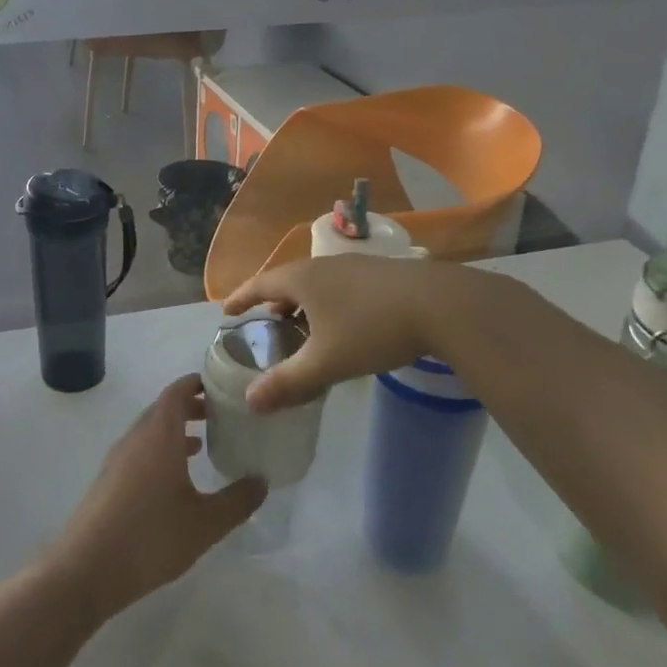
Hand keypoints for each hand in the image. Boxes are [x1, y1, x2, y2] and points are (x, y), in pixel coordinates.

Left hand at [50, 375, 266, 621]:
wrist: (87, 568)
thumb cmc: (151, 537)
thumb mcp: (205, 523)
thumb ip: (237, 500)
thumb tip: (262, 481)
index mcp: (159, 433)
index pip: (178, 391)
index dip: (199, 383)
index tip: (224, 387)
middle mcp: (137, 436)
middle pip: (165, 408)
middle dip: (193, 406)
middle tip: (223, 415)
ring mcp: (119, 457)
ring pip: (152, 430)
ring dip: (177, 430)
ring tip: (205, 442)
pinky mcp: (110, 479)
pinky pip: (141, 450)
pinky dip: (162, 449)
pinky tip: (177, 477)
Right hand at [222, 255, 509, 411]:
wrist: (440, 303)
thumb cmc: (372, 328)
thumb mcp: (327, 361)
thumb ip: (288, 382)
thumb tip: (250, 401)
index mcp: (302, 278)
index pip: (259, 284)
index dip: (241, 298)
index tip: (226, 310)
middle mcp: (323, 265)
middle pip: (287, 280)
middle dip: (273, 300)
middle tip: (266, 321)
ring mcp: (353, 266)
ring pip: (316, 282)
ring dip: (302, 301)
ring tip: (302, 324)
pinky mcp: (379, 273)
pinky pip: (338, 284)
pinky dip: (327, 300)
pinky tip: (343, 322)